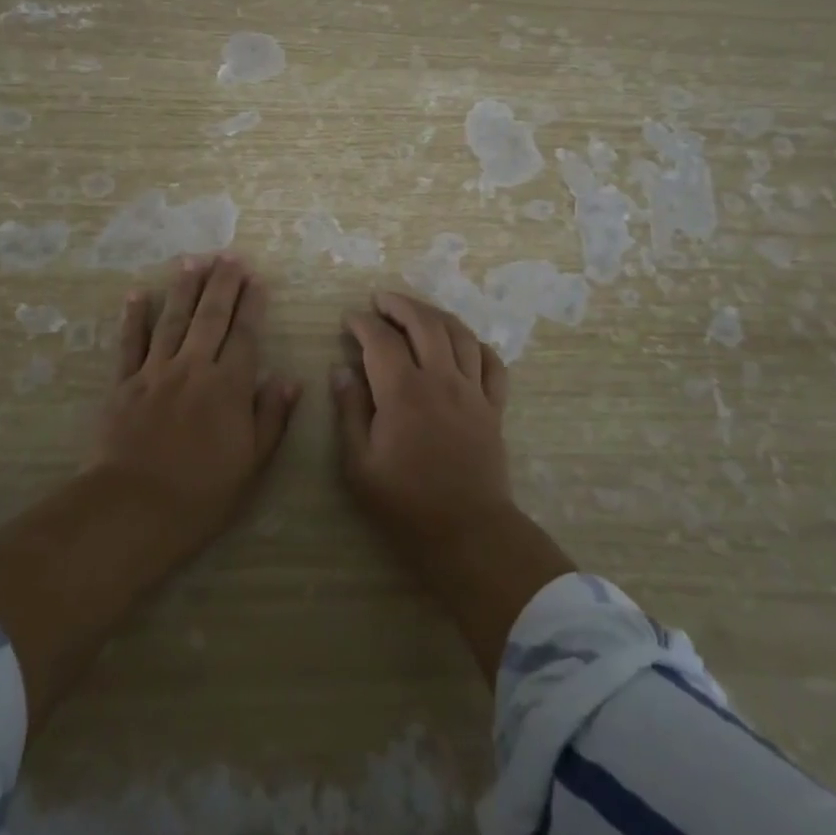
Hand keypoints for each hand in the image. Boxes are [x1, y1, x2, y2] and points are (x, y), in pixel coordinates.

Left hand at [93, 253, 301, 547]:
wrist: (133, 509)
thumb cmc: (201, 493)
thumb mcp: (251, 464)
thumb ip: (271, 418)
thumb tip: (289, 379)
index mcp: (228, 386)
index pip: (244, 334)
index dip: (252, 304)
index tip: (257, 277)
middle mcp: (193, 368)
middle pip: (211, 317)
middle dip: (222, 283)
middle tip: (229, 255)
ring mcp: (155, 372)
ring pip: (173, 320)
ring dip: (184, 288)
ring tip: (193, 260)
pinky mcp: (123, 384)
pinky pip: (130, 343)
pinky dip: (134, 317)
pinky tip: (137, 293)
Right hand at [333, 290, 514, 555]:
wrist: (468, 534)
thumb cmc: (406, 505)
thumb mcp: (359, 466)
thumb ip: (349, 412)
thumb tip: (341, 371)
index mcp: (404, 392)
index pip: (381, 340)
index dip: (363, 323)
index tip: (349, 319)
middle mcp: (441, 380)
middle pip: (424, 323)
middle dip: (399, 304)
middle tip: (380, 300)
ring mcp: (473, 391)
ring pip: (459, 334)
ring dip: (435, 314)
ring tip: (417, 312)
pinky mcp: (493, 407)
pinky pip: (492, 363)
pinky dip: (476, 345)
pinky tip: (463, 344)